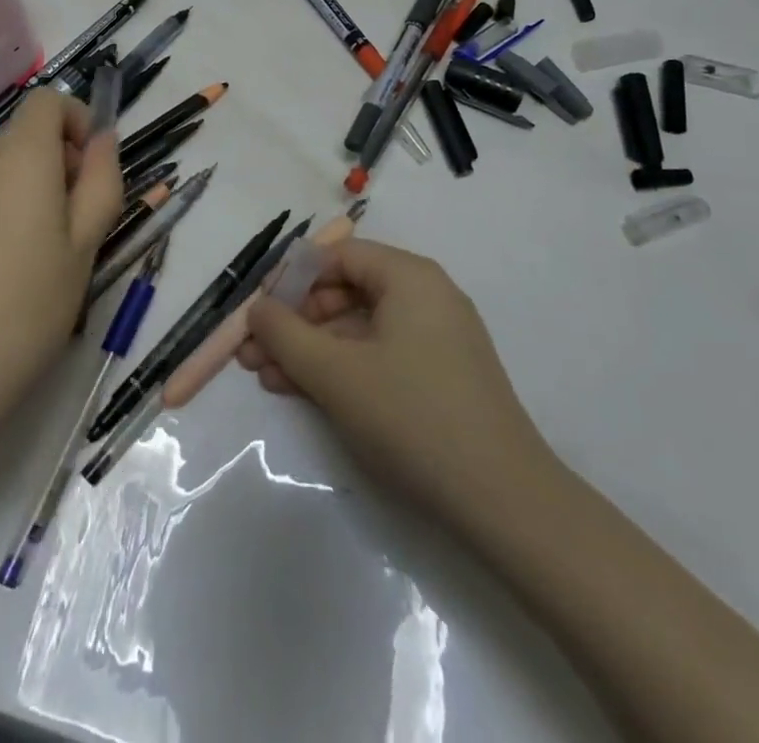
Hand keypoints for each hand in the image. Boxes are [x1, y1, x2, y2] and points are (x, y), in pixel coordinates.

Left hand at [0, 88, 123, 481]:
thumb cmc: (25, 310)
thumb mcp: (85, 248)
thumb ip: (101, 181)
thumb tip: (103, 138)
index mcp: (21, 159)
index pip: (47, 99)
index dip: (76, 120)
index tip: (90, 170)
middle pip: (25, 136)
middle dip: (59, 163)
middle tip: (75, 227)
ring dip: (28, 191)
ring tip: (38, 257)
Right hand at [240, 239, 564, 538]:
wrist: (504, 502)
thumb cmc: (412, 417)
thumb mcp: (335, 373)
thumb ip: (285, 334)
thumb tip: (256, 309)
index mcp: (409, 277)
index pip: (337, 256)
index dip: (291, 280)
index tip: (258, 312)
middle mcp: (426, 295)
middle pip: (346, 291)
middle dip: (295, 322)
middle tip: (254, 354)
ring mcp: (436, 337)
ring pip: (358, 328)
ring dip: (310, 349)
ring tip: (267, 378)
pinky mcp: (440, 375)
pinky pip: (379, 354)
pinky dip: (341, 368)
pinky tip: (304, 392)